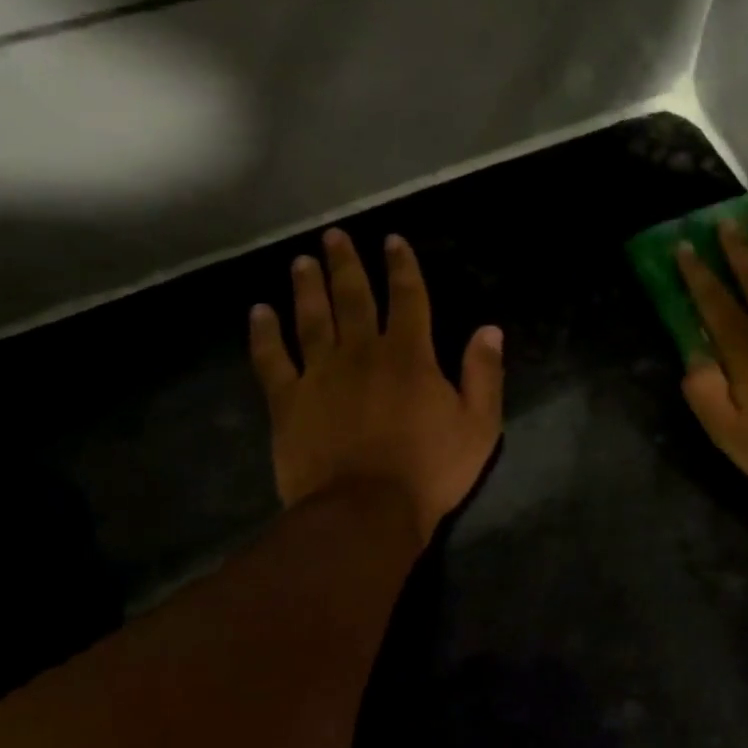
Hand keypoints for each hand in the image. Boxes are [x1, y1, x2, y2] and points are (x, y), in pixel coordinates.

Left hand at [249, 229, 503, 538]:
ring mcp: (320, 375)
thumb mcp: (479, 425)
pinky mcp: (288, 402)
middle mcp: (362, 352)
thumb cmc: (430, 470)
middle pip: (354, 298)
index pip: (408, 298)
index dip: (402, 267)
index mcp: (410, 356)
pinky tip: (258, 313)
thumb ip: (483, 374)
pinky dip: (264, 334)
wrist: (365, 512)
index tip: (392, 241)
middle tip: (335, 236)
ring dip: (307, 287)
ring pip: (312, 319)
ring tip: (301, 261)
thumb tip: (489, 330)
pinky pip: (271, 359)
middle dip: (346, 264)